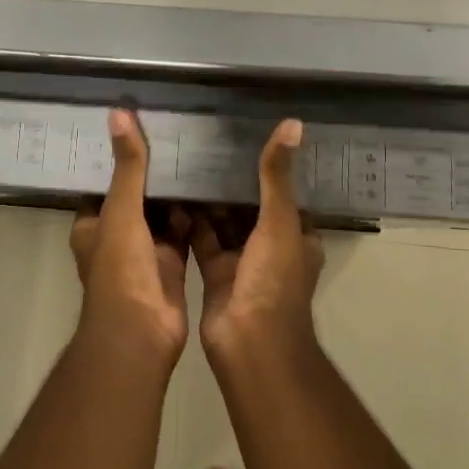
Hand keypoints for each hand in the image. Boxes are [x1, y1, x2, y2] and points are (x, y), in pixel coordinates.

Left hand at [69, 109, 190, 363]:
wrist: (141, 333)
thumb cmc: (121, 269)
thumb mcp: (122, 210)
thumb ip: (127, 166)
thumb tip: (119, 113)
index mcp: (92, 224)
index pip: (104, 182)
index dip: (119, 158)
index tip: (141, 127)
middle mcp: (116, 235)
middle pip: (136, 196)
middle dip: (153, 173)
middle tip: (178, 135)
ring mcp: (145, 251)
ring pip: (161, 214)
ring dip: (175, 193)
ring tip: (198, 154)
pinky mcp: (172, 264)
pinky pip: (183, 232)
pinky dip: (194, 216)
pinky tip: (212, 189)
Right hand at [191, 119, 324, 359]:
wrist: (249, 344)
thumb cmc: (273, 280)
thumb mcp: (279, 221)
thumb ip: (277, 176)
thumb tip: (293, 124)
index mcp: (297, 235)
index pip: (285, 192)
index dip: (269, 167)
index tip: (245, 136)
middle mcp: (271, 246)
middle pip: (251, 206)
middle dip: (232, 181)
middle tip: (206, 143)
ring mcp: (243, 261)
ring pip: (225, 222)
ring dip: (210, 199)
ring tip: (186, 160)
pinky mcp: (215, 273)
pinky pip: (202, 239)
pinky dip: (190, 222)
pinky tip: (171, 194)